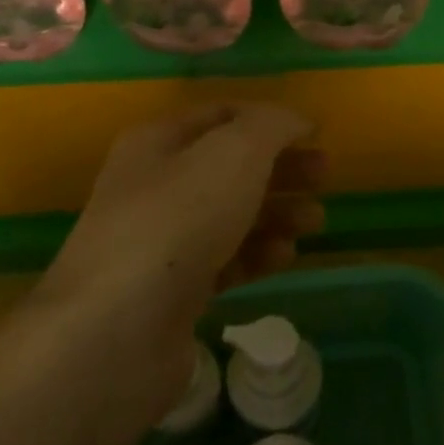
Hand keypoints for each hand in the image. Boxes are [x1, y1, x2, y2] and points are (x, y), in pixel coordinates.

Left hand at [44, 104, 326, 332]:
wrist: (118, 330)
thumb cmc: (179, 220)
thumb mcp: (234, 153)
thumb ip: (271, 126)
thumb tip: (295, 119)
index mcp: (158, 142)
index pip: (220, 114)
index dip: (268, 119)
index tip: (313, 133)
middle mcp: (154, 186)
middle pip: (228, 166)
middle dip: (279, 167)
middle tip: (325, 175)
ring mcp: (161, 242)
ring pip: (229, 215)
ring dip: (276, 212)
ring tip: (316, 220)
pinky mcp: (172, 292)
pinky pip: (223, 261)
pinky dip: (257, 254)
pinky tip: (287, 256)